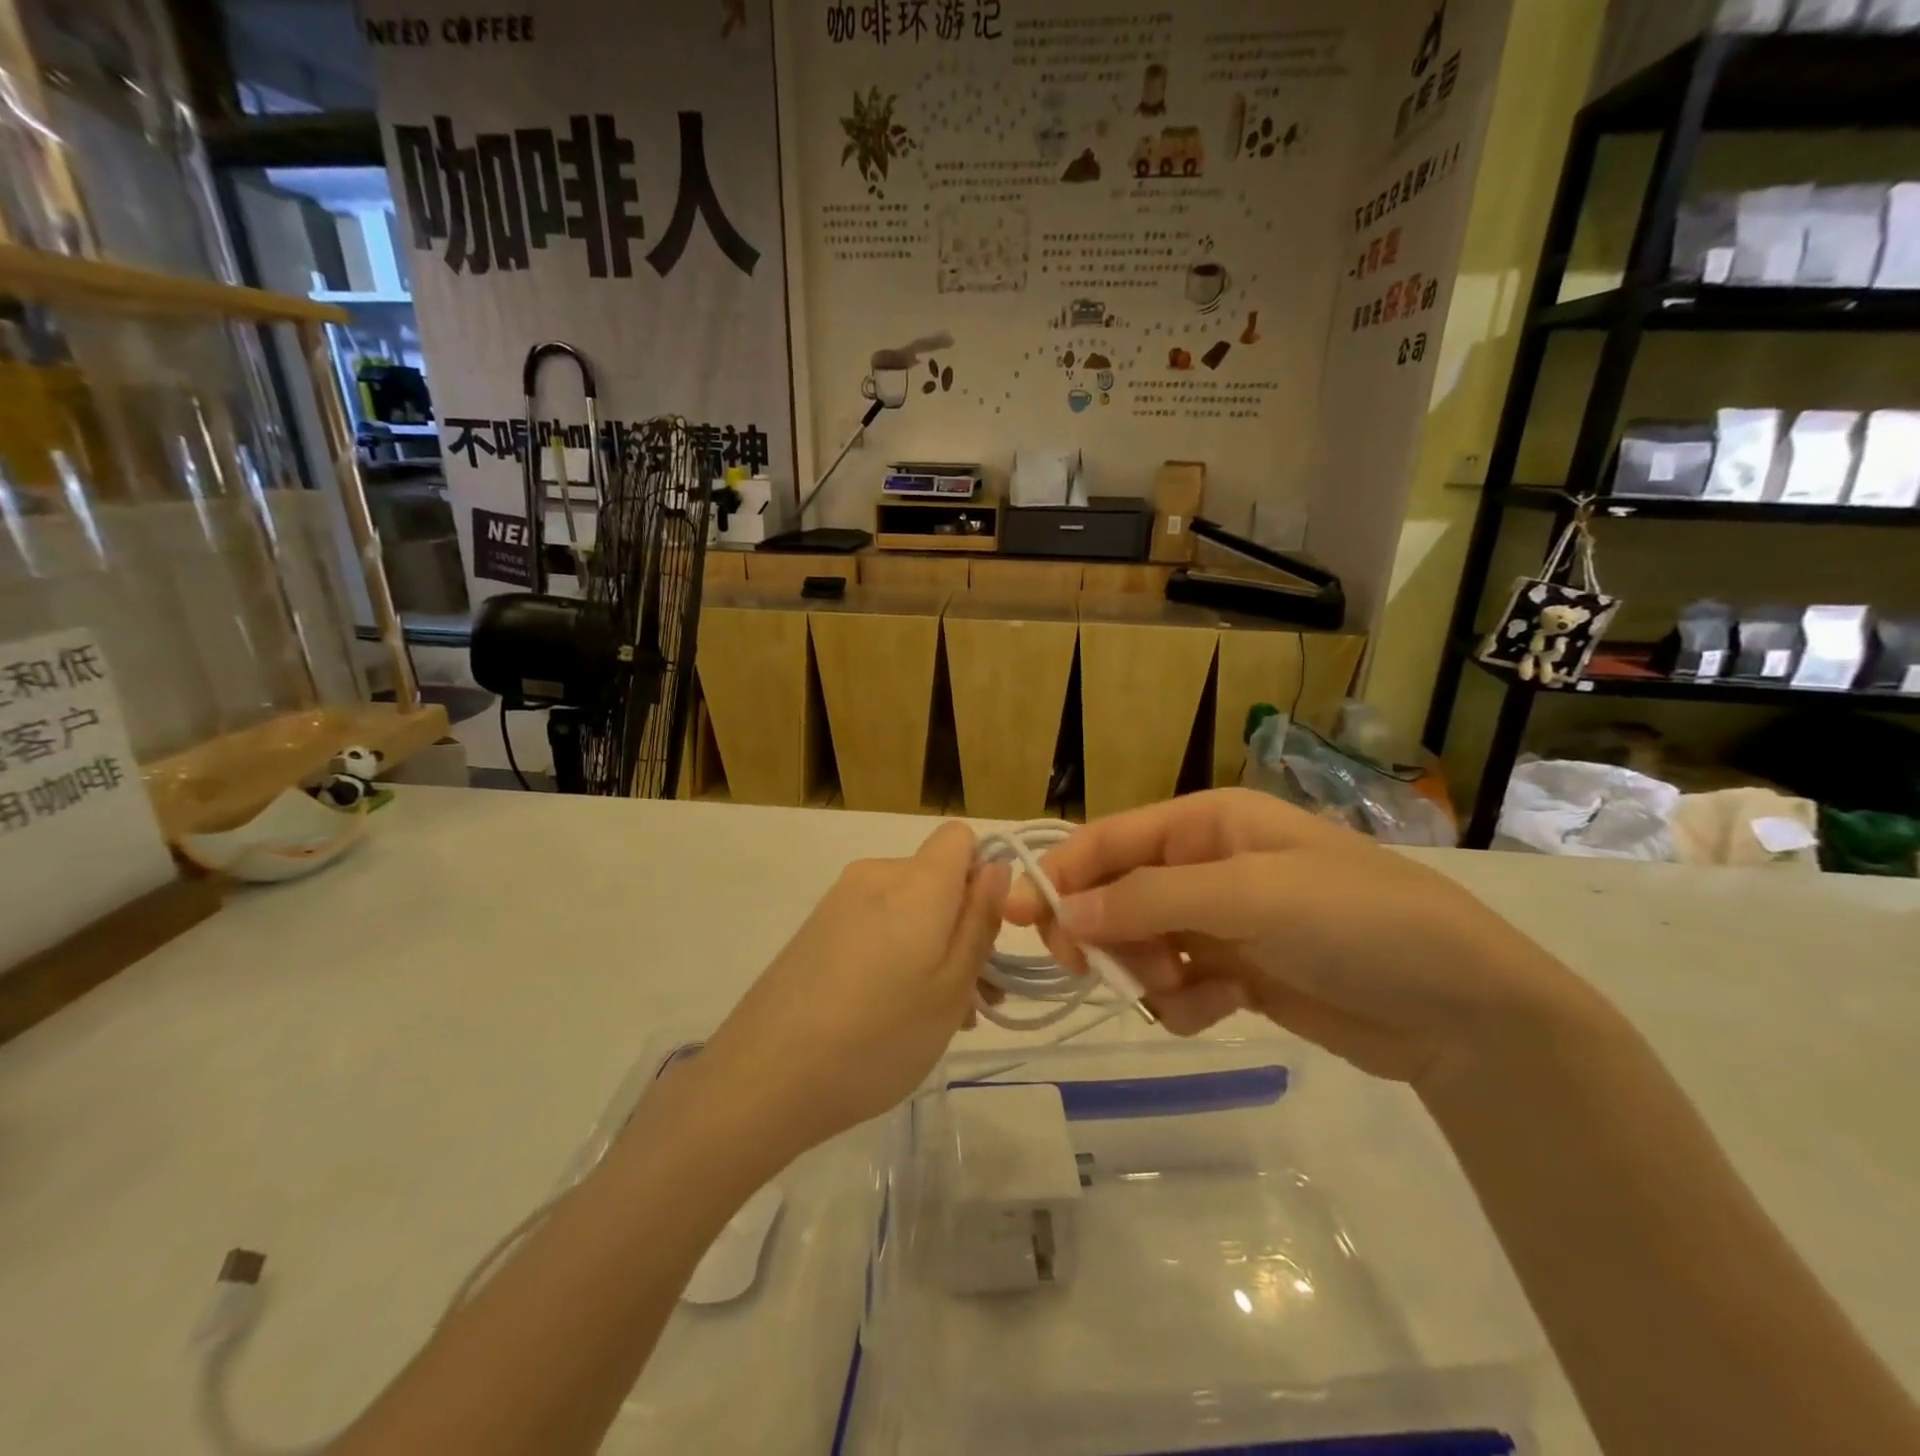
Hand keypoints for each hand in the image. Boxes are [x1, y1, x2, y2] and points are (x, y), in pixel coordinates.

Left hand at [703, 822, 1009, 1157]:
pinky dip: (896, 955)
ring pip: (907, 908)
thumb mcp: (951, 988)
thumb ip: (980, 921)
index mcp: (916, 881)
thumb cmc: (878, 1035)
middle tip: (973, 999)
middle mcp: (875, 876)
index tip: (986, 932)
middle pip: (936, 879)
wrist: (764, 1078)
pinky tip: (892, 1014)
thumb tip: (997, 866)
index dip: (983, 874)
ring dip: (932, 948)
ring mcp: (839, 902)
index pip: (960, 837)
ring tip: (938, 1018)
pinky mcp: (815, 930)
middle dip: (962, 926)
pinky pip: (875, 924)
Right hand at [1004, 789, 1588, 1087]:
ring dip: (1148, 972)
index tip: (1016, 915)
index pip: (1111, 840)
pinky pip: (1177, 984)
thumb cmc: (1355, 921)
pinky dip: (1184, 1002)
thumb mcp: (1249, 895)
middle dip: (1106, 932)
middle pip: (1118, 893)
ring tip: (1189, 993)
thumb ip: (1148, 900)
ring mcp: (1223, 921)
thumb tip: (1062, 914)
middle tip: (1093, 971)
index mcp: (1208, 824)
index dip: (1062, 873)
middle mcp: (1208, 865)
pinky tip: (1218, 1011)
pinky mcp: (1239, 973)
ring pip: (1142, 943)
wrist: (1464, 1010)